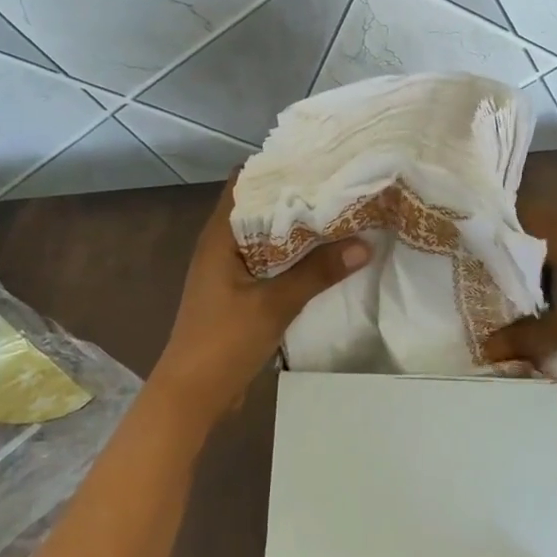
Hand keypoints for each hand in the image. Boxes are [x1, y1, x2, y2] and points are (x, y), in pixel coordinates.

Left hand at [154, 176, 370, 427]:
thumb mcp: (273, 304)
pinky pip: (270, 263)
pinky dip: (294, 257)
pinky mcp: (240, 293)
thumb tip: (363, 244)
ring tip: (340, 213)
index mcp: (219, 236)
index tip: (315, 158)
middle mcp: (222, 245)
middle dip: (295, 197)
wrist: (192, 397)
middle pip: (260, 208)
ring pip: (267, 237)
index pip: (244, 183)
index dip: (276, 167)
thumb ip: (317, 273)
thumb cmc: (222, 342)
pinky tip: (325, 257)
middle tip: (340, 184)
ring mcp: (230, 270)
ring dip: (297, 229)